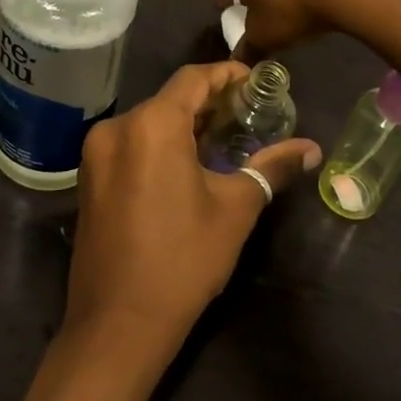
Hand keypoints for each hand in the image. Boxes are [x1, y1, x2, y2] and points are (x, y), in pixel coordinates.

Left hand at [68, 63, 321, 354]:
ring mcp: (96, 154)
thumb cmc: (182, 260)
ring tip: (224, 139)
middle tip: (248, 115)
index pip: (193, 79)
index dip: (227, 75)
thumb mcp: (235, 210)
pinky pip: (131, 145)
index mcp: (151, 125)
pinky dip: (160, 144)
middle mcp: (117, 128)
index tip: (257, 82)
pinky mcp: (89, 179)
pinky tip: (187, 165)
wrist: (117, 324)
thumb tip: (311, 148)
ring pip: (149, 122)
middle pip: (169, 99)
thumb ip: (271, 168)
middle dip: (209, 103)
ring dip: (185, 125)